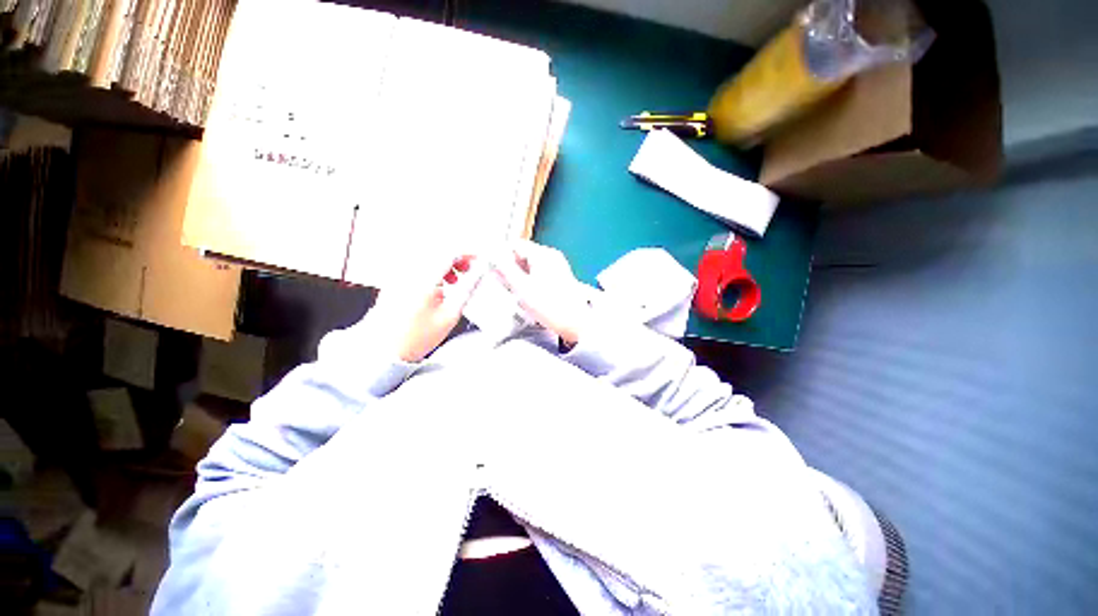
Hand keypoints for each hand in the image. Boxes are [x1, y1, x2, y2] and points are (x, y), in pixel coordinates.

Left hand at [371, 254, 485, 362]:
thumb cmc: (416, 337)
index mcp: (423, 279)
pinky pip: (417, 266)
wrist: (386, 351)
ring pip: (427, 257)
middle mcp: (408, 272)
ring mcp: (398, 275)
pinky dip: (432, 270)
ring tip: (455, 279)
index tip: (478, 260)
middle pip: (438, 251)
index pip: (450, 253)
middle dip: (457, 258)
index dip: (468, 254)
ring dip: (445, 263)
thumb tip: (479, 273)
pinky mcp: (394, 281)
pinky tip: (438, 284)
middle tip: (469, 269)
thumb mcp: (451, 314)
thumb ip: (468, 289)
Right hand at [494, 240, 590, 344]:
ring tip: (514, 291)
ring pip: (529, 266)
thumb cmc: (551, 307)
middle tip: (500, 282)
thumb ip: (505, 270)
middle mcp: (551, 257)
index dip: (500, 254)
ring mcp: (556, 267)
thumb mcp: (522, 287)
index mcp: (543, 255)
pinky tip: (525, 295)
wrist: (574, 323)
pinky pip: (537, 274)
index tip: (490, 266)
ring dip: (518, 276)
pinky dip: (528, 282)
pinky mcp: (557, 279)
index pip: (515, 245)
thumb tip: (493, 257)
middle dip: (509, 267)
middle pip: (522, 255)